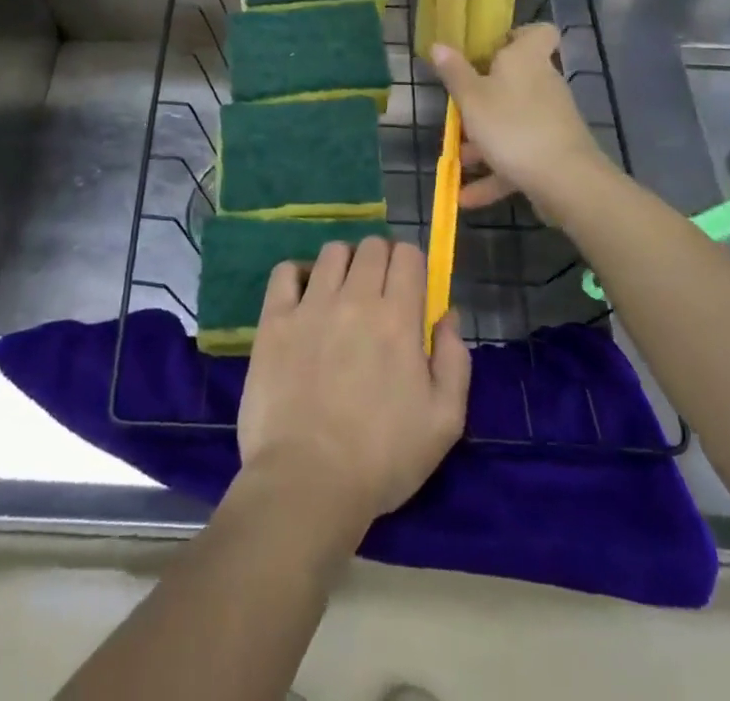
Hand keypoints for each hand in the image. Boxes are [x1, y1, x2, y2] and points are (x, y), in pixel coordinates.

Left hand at [238, 238, 469, 529]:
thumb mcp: (444, 421)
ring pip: (332, 252)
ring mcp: (310, 305)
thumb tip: (448, 314)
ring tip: (342, 294)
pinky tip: (303, 298)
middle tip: (379, 293)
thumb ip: (455, 359)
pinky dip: (297, 275)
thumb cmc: (382, 458)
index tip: (410, 287)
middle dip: (381, 260)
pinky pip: (285, 272)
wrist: (307, 482)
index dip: (412, 264)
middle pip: (371, 246)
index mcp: (398, 317)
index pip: (408, 255)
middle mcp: (355, 298)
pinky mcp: (274, 320)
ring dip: (344, 264)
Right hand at [430, 24, 610, 213]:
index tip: (490, 49)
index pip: (538, 32)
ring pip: (512, 122)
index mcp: (526, 60)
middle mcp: (543, 84)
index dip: (517, 35)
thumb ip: (454, 73)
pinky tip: (467, 197)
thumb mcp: (472, 98)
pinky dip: (495, 173)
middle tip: (458, 107)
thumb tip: (439, 44)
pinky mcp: (553, 152)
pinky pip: (518, 156)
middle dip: (485, 96)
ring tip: (456, 159)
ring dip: (484, 140)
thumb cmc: (512, 126)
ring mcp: (551, 120)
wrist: (566, 181)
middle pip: (516, 80)